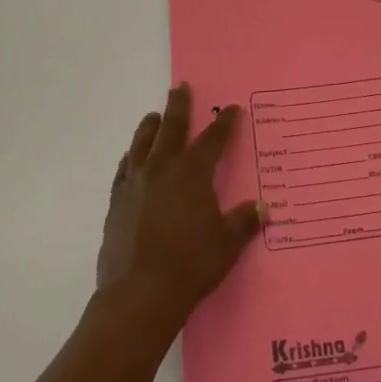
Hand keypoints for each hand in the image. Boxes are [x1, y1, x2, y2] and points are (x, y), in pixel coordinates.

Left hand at [96, 84, 262, 333]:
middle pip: (172, 128)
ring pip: (142, 144)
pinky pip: (123, 171)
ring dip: (150, 127)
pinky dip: (129, 159)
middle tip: (180, 87)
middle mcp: (162, 169)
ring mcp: (134, 184)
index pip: (213, 139)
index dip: (224, 123)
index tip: (230, 109)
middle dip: (179, 106)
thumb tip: (264, 208)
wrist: (140, 294)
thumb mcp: (227, 243)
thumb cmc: (191, 265)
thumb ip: (244, 221)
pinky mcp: (116, 203)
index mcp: (192, 173)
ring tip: (153, 116)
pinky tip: (130, 159)